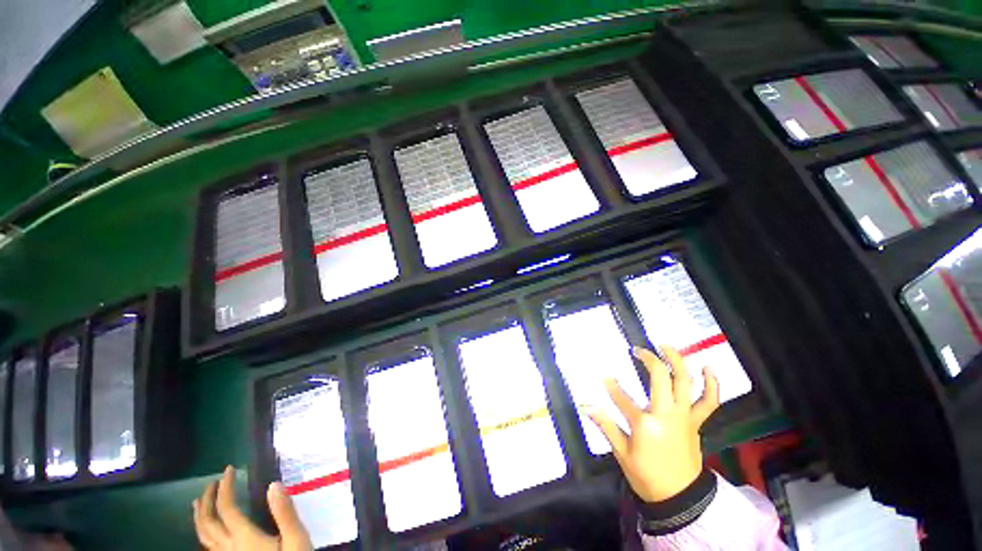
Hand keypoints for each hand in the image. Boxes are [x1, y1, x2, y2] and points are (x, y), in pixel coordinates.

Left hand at [193, 466, 311, 550]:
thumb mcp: (296, 539)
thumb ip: (284, 512)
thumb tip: (274, 484)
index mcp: (244, 538)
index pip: (227, 508)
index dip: (225, 487)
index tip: (229, 469)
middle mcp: (229, 547)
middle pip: (208, 522)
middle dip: (206, 500)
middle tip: (212, 482)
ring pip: (203, 537)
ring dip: (199, 517)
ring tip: (198, 502)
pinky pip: (209, 547)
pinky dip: (203, 532)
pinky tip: (209, 530)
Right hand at [586, 346, 719, 503]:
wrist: (680, 497)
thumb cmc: (647, 476)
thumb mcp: (621, 453)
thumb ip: (605, 425)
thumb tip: (584, 405)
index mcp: (645, 423)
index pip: (622, 397)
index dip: (611, 385)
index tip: (604, 375)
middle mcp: (667, 414)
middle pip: (660, 377)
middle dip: (648, 359)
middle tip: (637, 350)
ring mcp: (684, 416)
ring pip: (685, 382)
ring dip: (677, 361)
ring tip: (666, 346)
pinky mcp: (696, 422)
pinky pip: (709, 402)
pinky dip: (712, 385)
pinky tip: (708, 368)